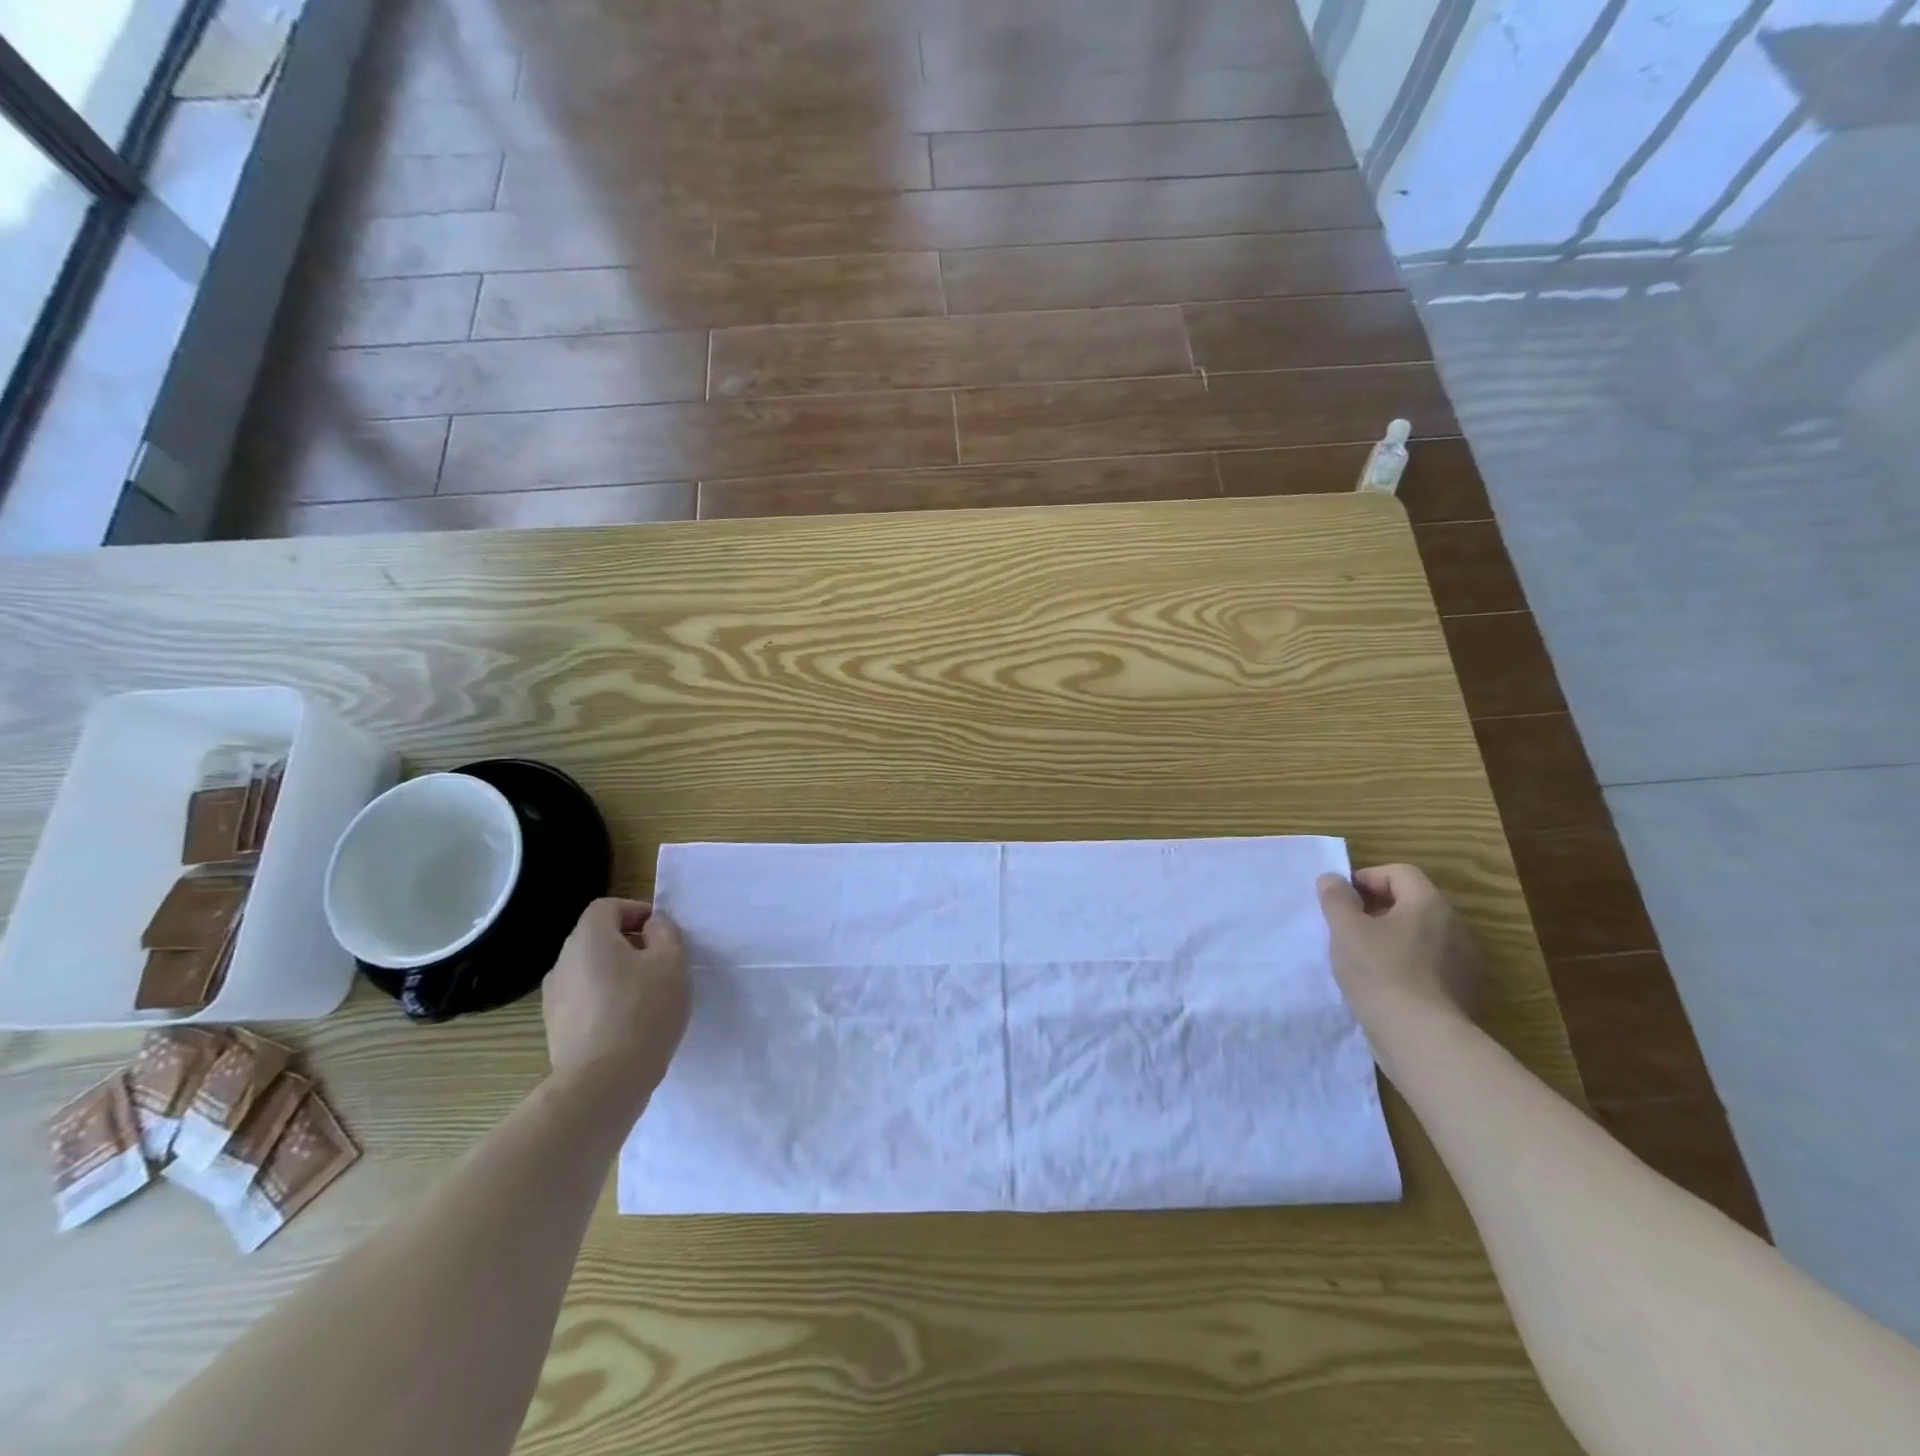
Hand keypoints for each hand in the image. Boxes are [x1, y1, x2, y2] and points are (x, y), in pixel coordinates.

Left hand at [543, 898, 689, 1115]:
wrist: (603, 1083)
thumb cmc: (644, 1010)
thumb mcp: (672, 961)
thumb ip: (665, 932)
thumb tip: (650, 927)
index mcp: (588, 938)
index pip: (608, 907)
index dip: (637, 911)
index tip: (662, 932)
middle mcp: (563, 962)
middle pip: (597, 938)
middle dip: (629, 944)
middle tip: (660, 963)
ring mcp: (554, 998)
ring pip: (591, 971)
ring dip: (617, 974)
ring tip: (647, 996)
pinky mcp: (555, 1029)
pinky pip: (585, 1000)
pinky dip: (606, 1001)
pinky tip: (629, 1023)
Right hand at [1316, 864, 1478, 1021]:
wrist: (1421, 1039)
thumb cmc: (1380, 972)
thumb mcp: (1345, 929)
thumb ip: (1336, 898)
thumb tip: (1333, 879)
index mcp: (1429, 904)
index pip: (1399, 873)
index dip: (1366, 878)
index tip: (1340, 899)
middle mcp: (1453, 927)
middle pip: (1411, 903)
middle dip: (1376, 909)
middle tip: (1345, 926)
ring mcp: (1462, 962)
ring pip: (1419, 935)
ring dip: (1389, 938)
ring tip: (1360, 957)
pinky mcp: (1460, 992)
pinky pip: (1427, 965)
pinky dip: (1404, 965)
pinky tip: (1381, 984)